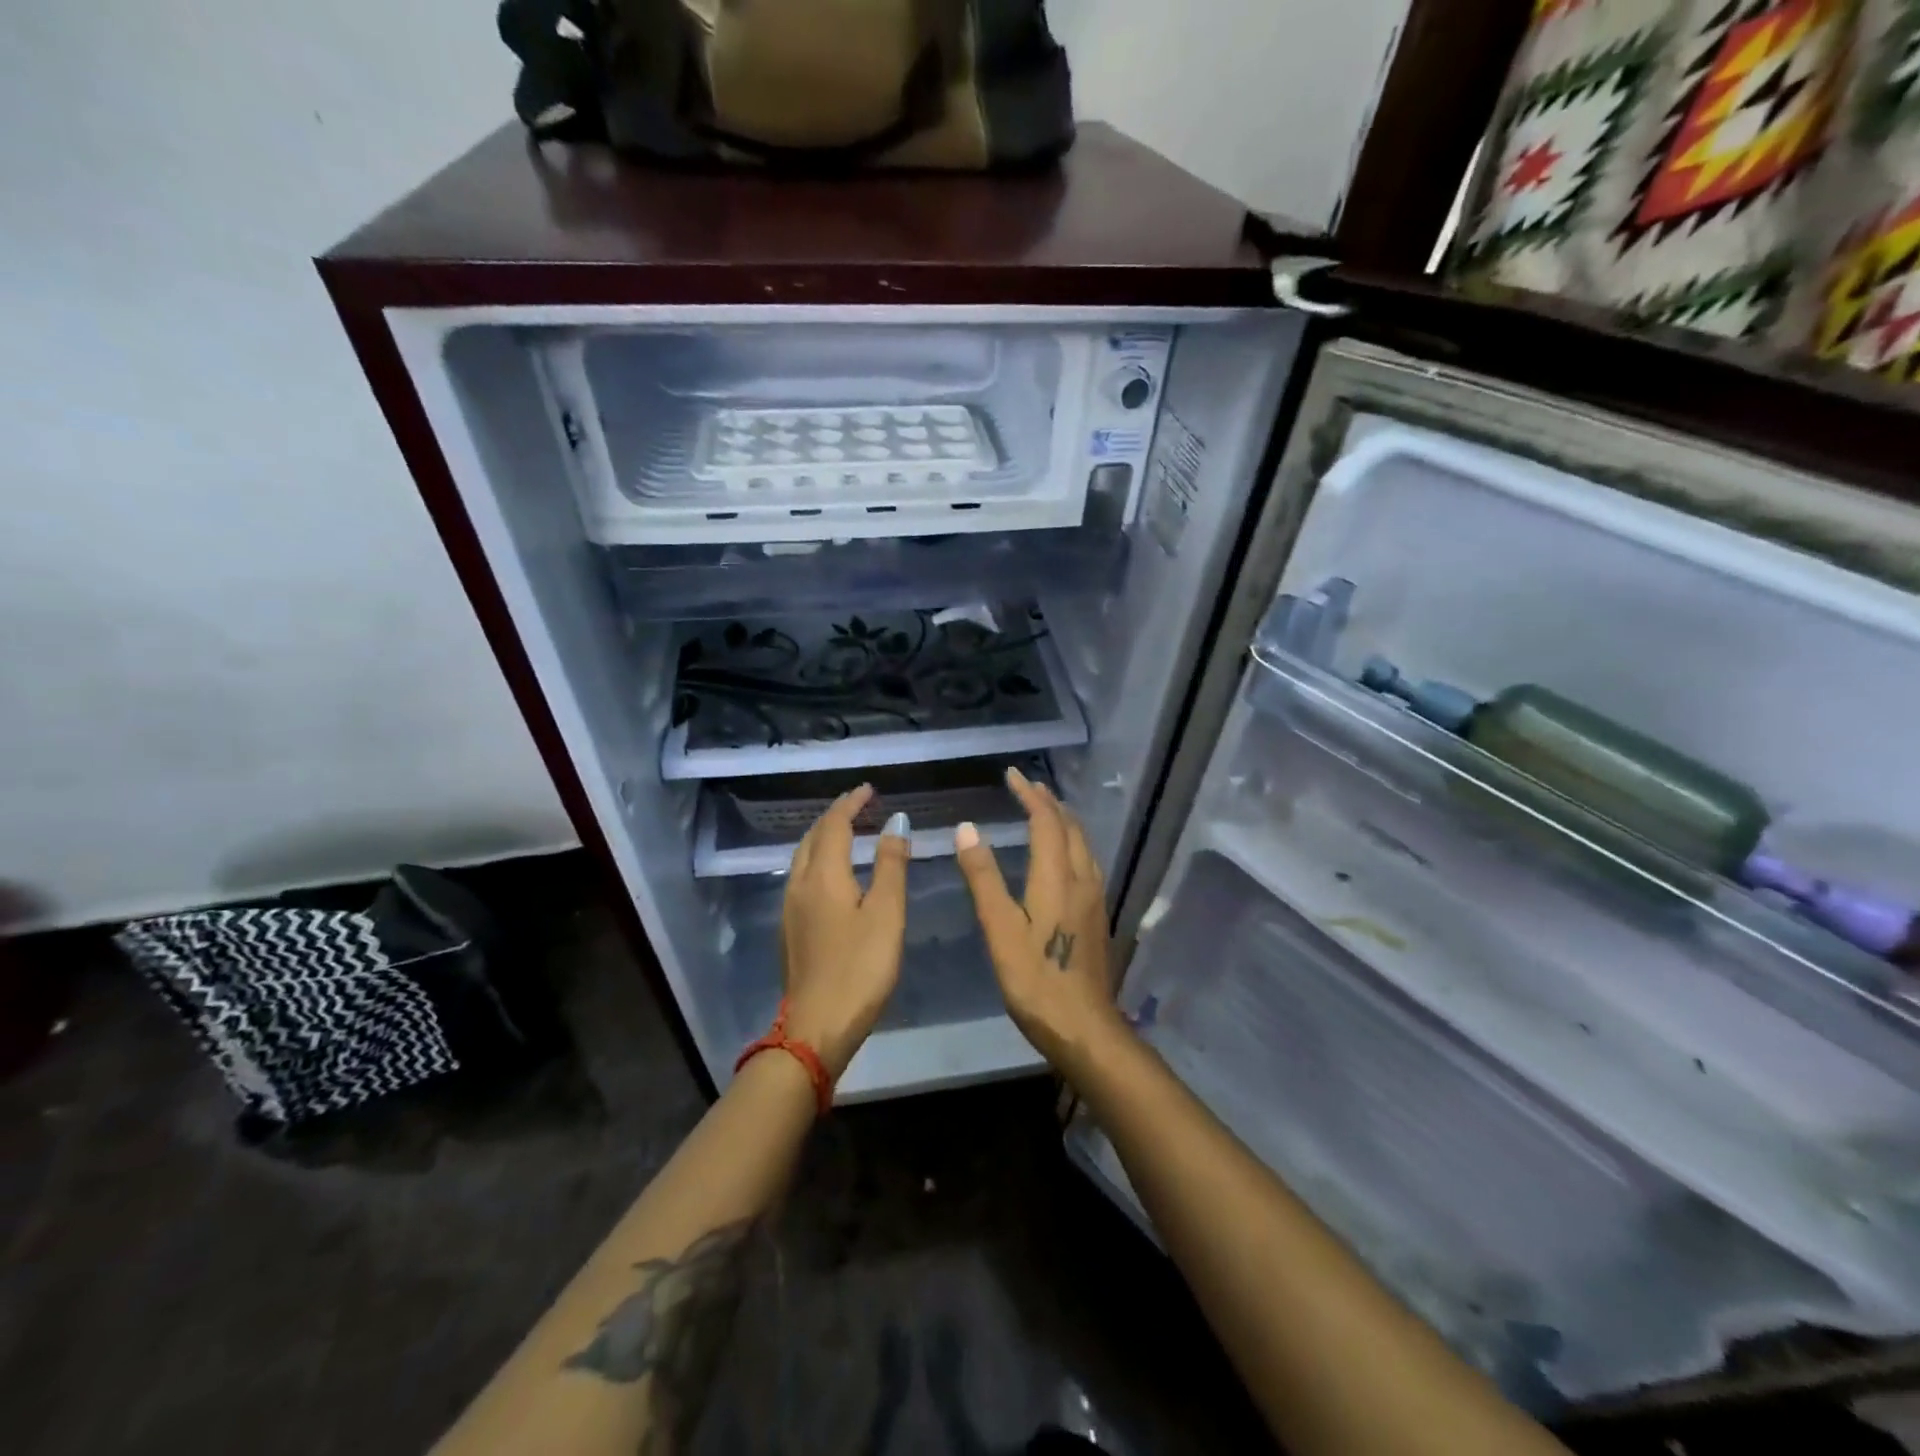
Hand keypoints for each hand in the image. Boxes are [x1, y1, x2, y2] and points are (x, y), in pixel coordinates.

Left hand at [780, 785, 911, 1080]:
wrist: (816, 1028)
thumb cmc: (860, 968)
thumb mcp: (886, 913)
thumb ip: (891, 864)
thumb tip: (896, 821)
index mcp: (823, 875)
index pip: (835, 824)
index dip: (852, 803)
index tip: (869, 789)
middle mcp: (799, 884)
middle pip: (814, 836)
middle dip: (835, 816)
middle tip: (860, 805)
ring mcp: (790, 908)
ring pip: (803, 856)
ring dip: (824, 836)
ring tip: (848, 831)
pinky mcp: (790, 929)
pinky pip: (802, 876)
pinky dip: (819, 859)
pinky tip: (834, 873)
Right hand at [954, 767, 1121, 1068]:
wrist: (1084, 1027)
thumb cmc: (1034, 980)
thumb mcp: (1000, 929)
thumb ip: (983, 877)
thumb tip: (968, 828)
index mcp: (1057, 878)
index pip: (1046, 821)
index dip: (1029, 795)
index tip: (1012, 775)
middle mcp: (1082, 879)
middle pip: (1070, 827)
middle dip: (1049, 802)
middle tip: (1027, 787)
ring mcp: (1095, 898)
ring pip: (1083, 844)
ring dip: (1063, 821)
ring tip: (1045, 810)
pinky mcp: (1097, 916)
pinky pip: (1086, 861)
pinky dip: (1071, 842)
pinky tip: (1062, 856)